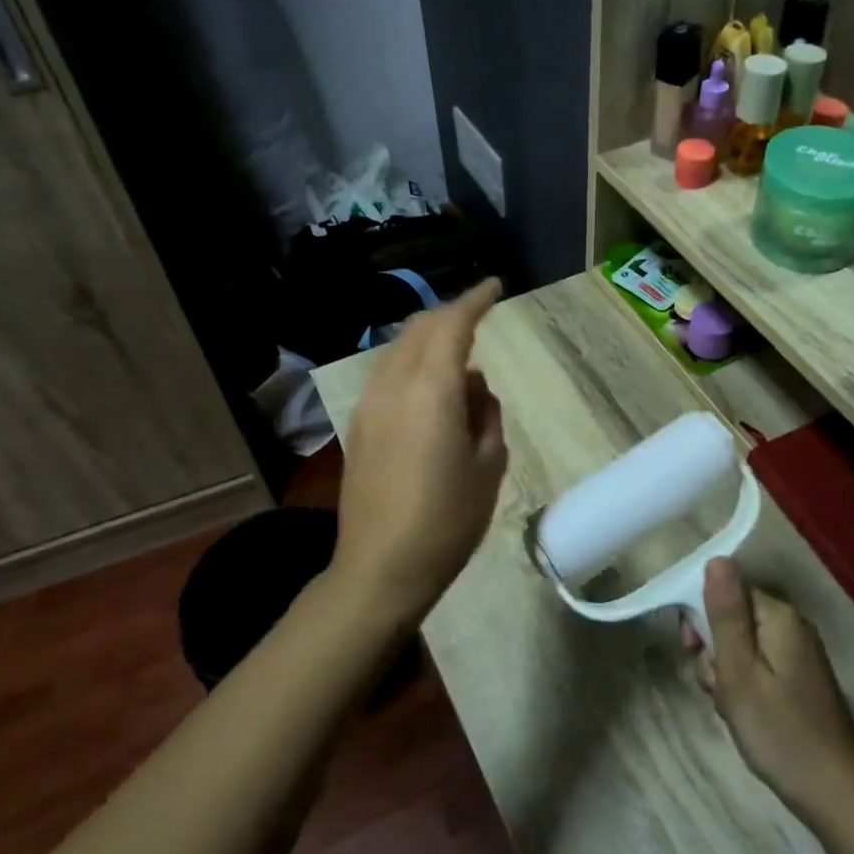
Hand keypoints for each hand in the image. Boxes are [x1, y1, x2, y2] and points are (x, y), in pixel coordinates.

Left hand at [331, 279, 508, 621]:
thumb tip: (473, 388)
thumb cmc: (448, 519)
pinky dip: (411, 364)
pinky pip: (386, 375)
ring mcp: (368, 404)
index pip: (453, 325)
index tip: (495, 286)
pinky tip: (430, 389)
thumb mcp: (490, 465)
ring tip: (457, 354)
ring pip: (398, 350)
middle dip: (450, 314)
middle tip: (478, 315)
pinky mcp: (358, 426)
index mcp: (432, 390)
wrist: (381, 568)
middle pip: (419, 329)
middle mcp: (393, 385)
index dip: (475, 300)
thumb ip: (486, 413)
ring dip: (428, 339)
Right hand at [683, 559, 853, 819]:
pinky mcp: (801, 678)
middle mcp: (792, 625)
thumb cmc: (778, 731)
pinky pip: (760, 664)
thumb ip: (726, 614)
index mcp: (778, 616)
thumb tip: (717, 558)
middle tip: (715, 686)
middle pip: (734, 616)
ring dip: (727, 671)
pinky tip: (745, 713)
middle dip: (714, 648)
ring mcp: (799, 652)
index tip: (691, 650)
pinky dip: (745, 684)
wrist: (835, 793)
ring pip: (743, 644)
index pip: (727, 590)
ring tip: (730, 706)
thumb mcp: (739, 671)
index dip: (701, 616)